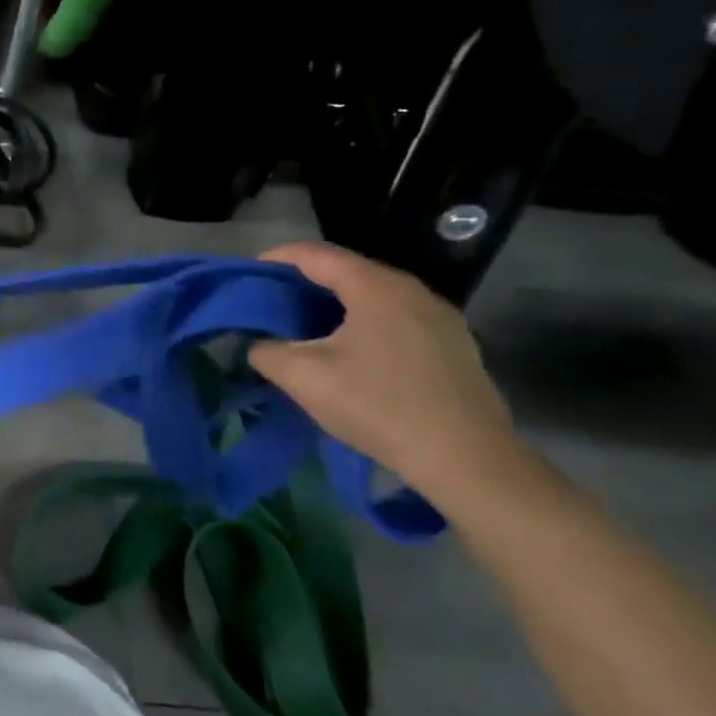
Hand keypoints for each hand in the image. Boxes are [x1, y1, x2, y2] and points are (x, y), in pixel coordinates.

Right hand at [248, 242, 524, 501]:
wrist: (468, 461)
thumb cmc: (379, 407)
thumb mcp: (304, 379)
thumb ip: (266, 352)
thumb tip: (257, 344)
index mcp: (376, 288)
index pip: (315, 254)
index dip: (276, 257)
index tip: (248, 274)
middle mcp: (412, 291)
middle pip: (347, 270)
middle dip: (304, 280)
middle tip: (271, 301)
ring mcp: (440, 318)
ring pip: (374, 294)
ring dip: (335, 302)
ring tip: (305, 324)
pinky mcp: (454, 345)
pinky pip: (396, 316)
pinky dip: (363, 320)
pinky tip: (350, 349)